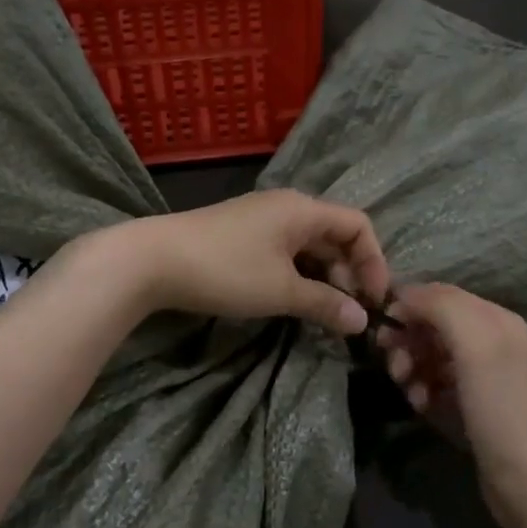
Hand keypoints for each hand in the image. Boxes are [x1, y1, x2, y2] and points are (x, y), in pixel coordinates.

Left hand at [108, 191, 390, 335]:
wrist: (152, 260)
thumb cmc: (226, 270)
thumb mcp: (281, 291)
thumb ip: (325, 304)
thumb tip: (361, 321)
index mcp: (303, 209)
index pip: (358, 225)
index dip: (374, 262)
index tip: (374, 300)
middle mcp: (286, 207)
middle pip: (334, 235)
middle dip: (349, 273)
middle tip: (349, 312)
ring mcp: (261, 219)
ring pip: (308, 246)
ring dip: (323, 277)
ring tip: (324, 312)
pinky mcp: (241, 235)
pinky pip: (284, 251)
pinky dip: (298, 274)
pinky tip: (293, 300)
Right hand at [377, 284, 526, 527]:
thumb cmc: (500, 407)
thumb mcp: (475, 344)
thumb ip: (441, 306)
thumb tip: (402, 297)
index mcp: (494, 318)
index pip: (437, 294)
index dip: (406, 306)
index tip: (382, 330)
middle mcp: (487, 340)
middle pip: (430, 324)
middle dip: (406, 341)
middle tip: (396, 367)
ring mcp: (478, 374)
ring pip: (427, 354)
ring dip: (410, 368)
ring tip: (410, 391)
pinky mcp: (468, 403)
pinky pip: (432, 383)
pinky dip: (420, 390)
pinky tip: (422, 406)